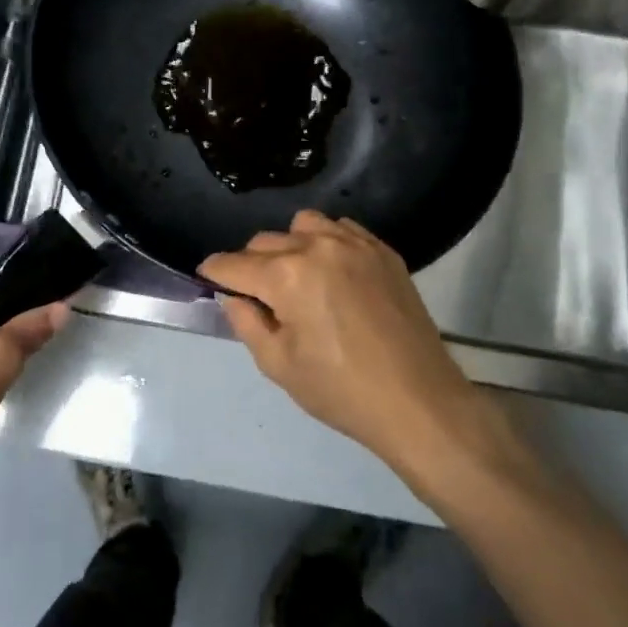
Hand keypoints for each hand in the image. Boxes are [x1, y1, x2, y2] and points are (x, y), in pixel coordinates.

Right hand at [201, 211, 501, 477]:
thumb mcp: (279, 365)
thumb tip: (234, 296)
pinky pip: (341, 228)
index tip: (208, 280)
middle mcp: (316, 246)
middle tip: (257, 296)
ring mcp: (353, 243)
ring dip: (290, 245)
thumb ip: (246, 322)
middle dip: (250, 265)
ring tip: (298, 277)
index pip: (232, 264)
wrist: (419, 401)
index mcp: (286, 275)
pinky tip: (333, 272)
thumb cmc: (341, 390)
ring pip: (303, 225)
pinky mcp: (382, 250)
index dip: (214, 274)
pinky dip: (326, 242)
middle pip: (264, 241)